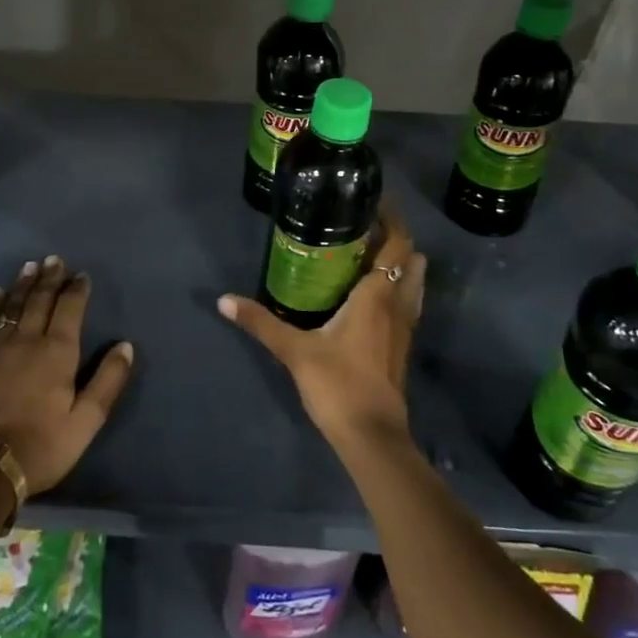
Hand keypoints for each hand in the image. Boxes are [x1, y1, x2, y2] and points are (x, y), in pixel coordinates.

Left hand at [0, 255, 134, 496]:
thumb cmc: (41, 446)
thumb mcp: (86, 421)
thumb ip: (107, 381)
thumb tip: (125, 345)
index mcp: (57, 353)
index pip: (69, 310)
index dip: (77, 290)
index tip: (81, 274)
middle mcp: (26, 341)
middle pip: (40, 301)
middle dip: (50, 278)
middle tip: (54, 259)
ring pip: (12, 307)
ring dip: (23, 285)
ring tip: (30, 266)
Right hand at [218, 209, 426, 447]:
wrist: (372, 436)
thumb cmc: (338, 384)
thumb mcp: (294, 350)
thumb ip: (260, 322)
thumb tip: (224, 300)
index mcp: (377, 295)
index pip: (397, 245)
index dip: (392, 220)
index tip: (375, 202)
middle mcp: (398, 305)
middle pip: (411, 260)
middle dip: (395, 239)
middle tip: (364, 227)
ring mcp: (405, 328)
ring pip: (413, 283)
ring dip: (400, 264)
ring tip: (368, 255)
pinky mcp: (402, 347)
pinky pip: (406, 304)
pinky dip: (396, 289)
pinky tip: (370, 296)